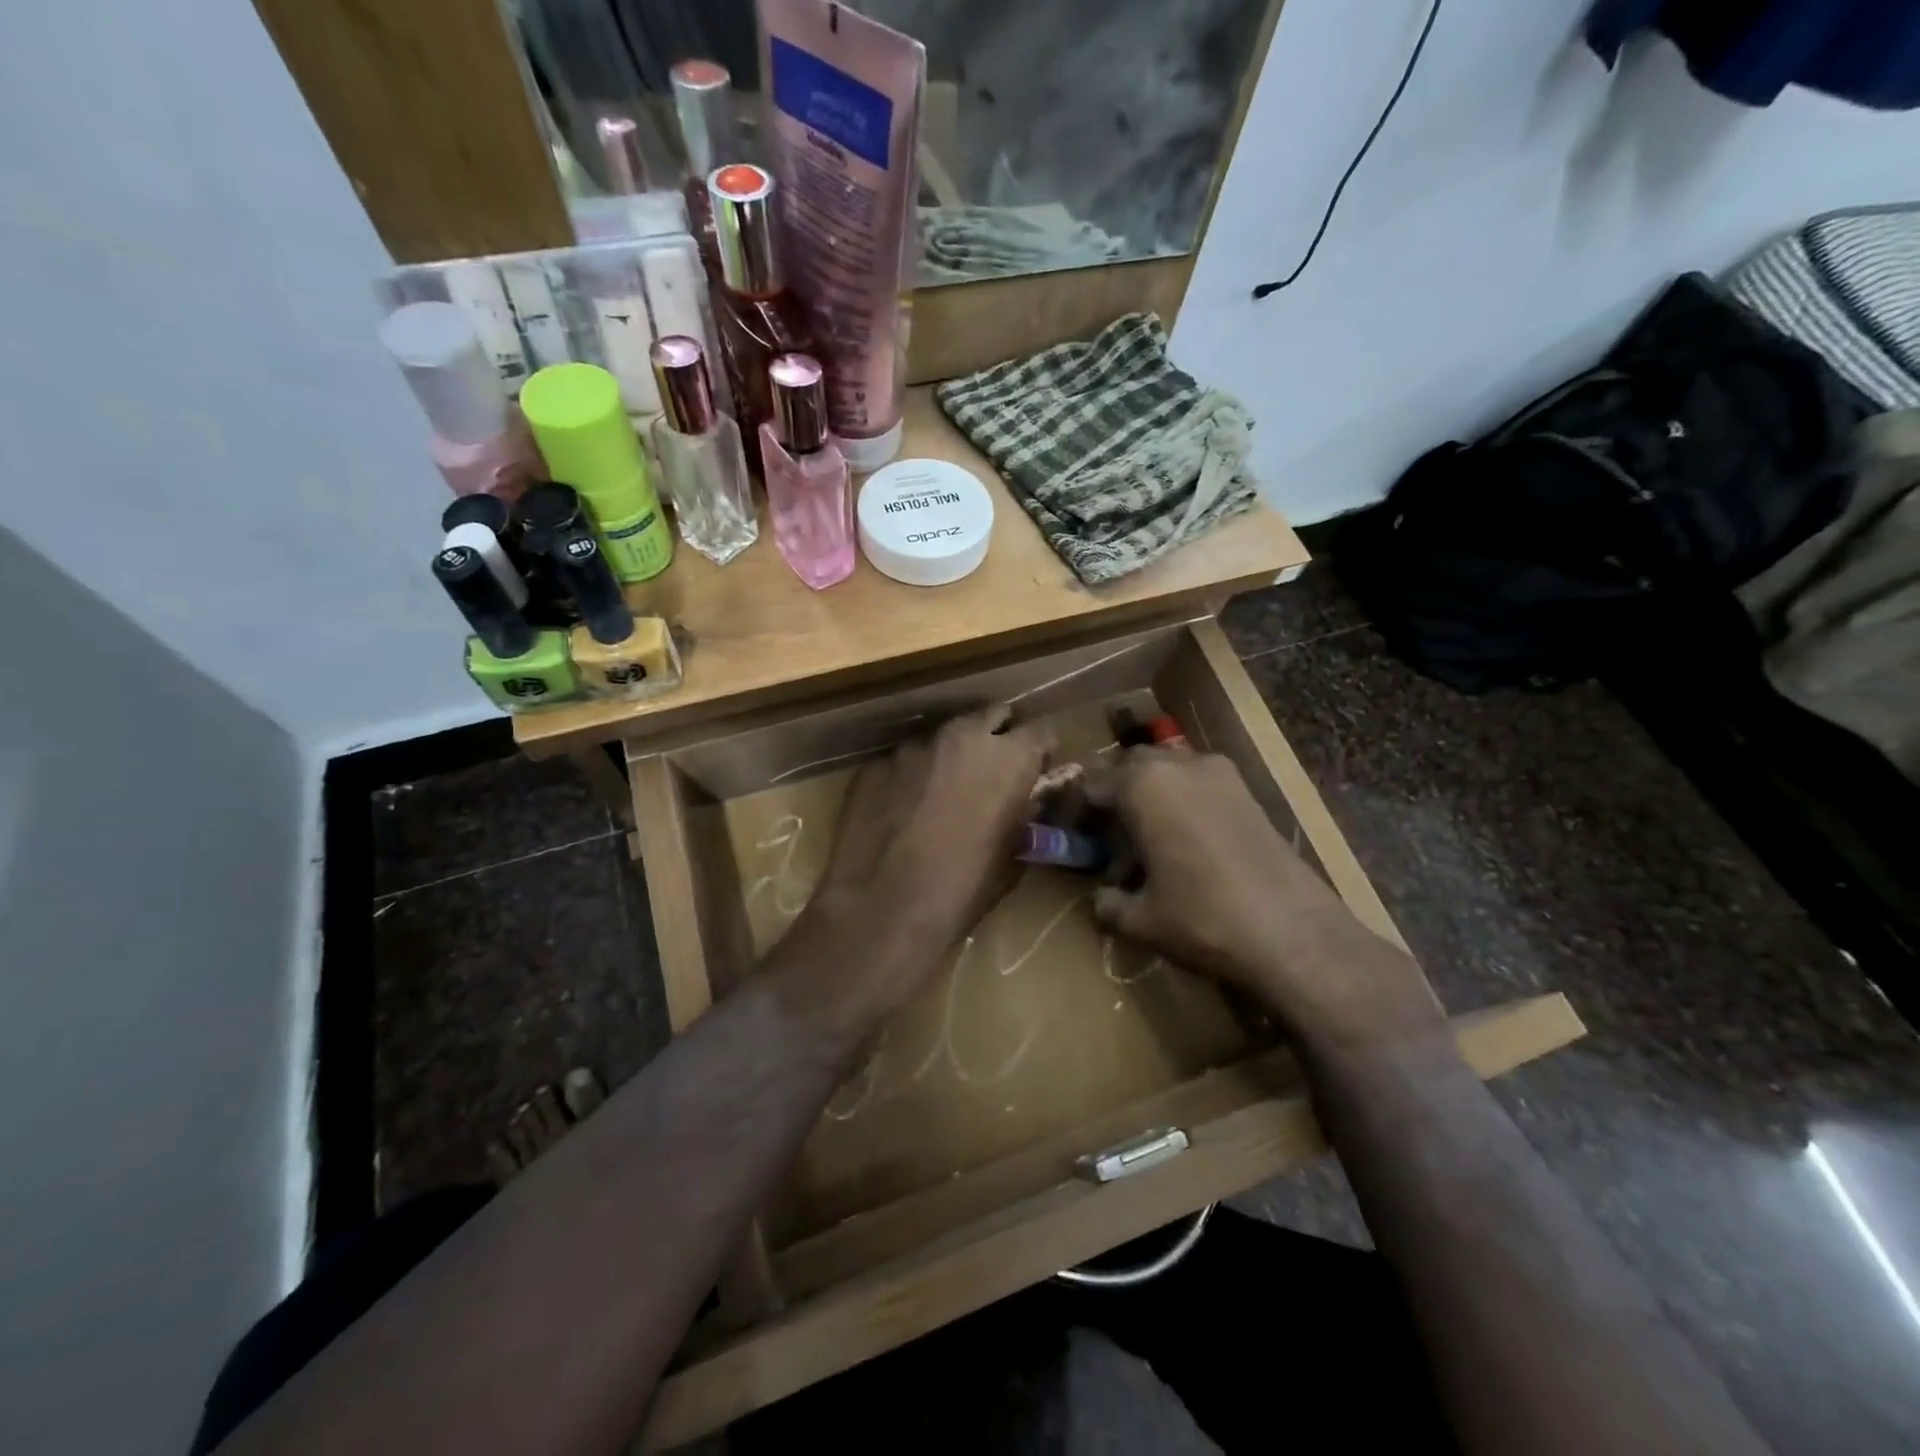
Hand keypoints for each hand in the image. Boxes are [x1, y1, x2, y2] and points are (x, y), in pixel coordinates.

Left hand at [819, 706, 1049, 954]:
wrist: (883, 906)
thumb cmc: (962, 889)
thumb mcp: (1012, 855)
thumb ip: (1023, 813)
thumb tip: (1025, 800)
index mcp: (1009, 758)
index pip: (1041, 731)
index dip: (1040, 752)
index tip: (1035, 771)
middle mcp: (964, 736)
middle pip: (992, 715)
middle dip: (996, 736)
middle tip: (990, 771)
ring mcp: (915, 745)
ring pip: (944, 735)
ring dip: (951, 755)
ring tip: (940, 792)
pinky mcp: (877, 761)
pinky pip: (904, 759)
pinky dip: (911, 775)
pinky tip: (901, 808)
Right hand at [1087, 748, 1446, 1061]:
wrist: (1294, 932)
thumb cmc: (1202, 918)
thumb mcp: (1140, 919)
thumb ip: (1108, 904)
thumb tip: (1101, 899)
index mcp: (1143, 785)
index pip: (1092, 784)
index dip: (1077, 811)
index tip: (1074, 839)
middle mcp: (1179, 765)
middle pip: (1130, 768)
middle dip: (1115, 797)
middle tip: (1108, 838)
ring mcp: (1219, 774)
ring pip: (1168, 771)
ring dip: (1151, 797)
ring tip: (1149, 843)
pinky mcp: (1248, 791)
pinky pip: (1199, 784)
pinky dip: (1182, 803)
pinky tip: (1186, 846)